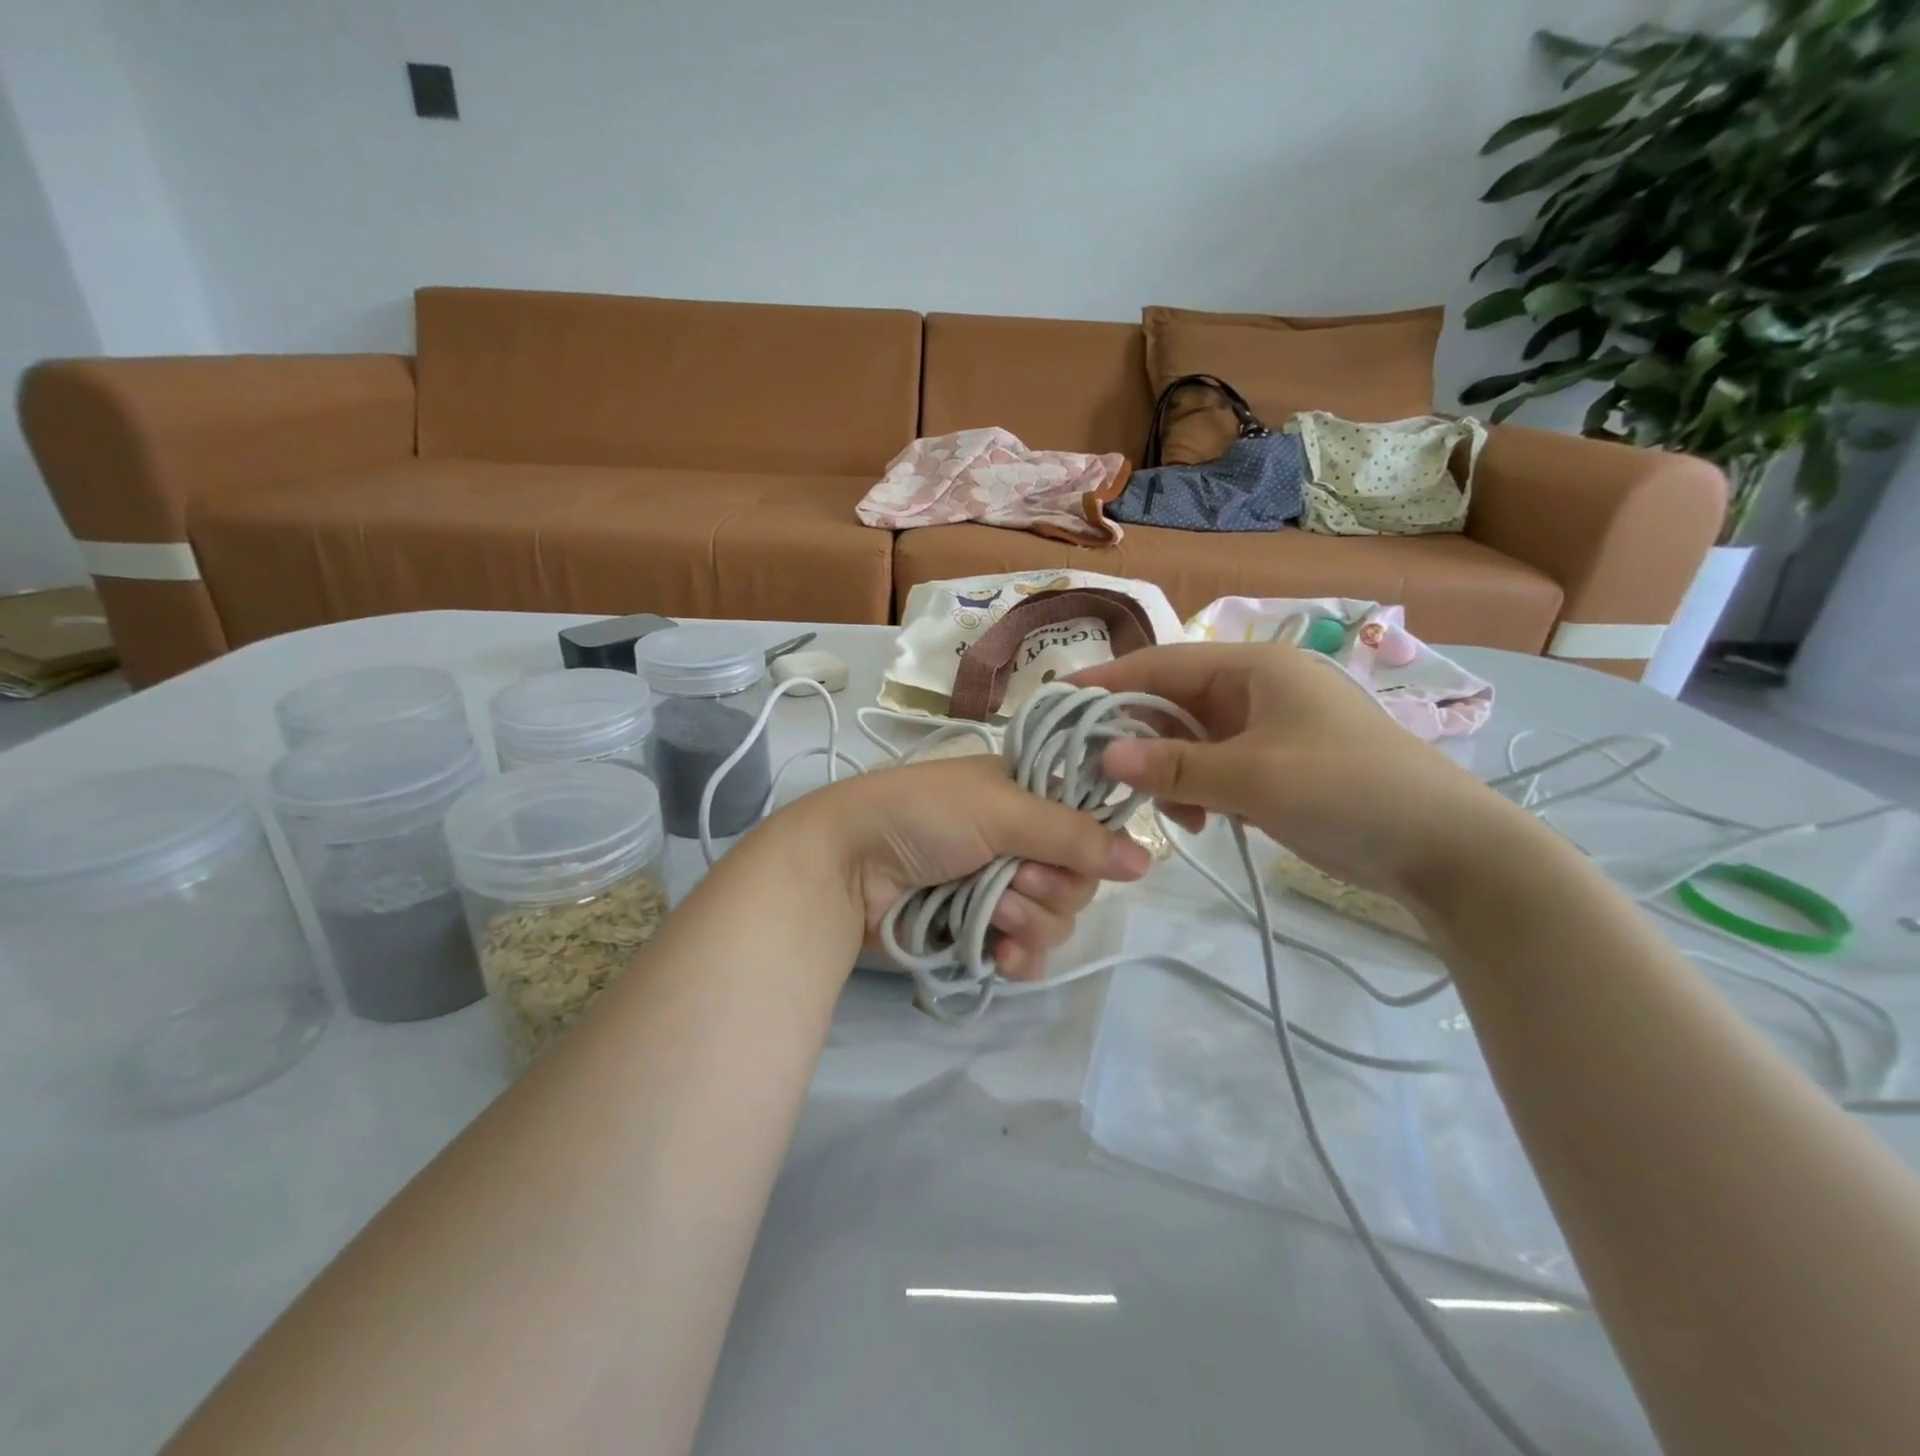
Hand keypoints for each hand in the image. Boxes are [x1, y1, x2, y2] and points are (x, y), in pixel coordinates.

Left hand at [778, 755, 1152, 979]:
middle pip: (1077, 880)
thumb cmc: (923, 816)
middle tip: (1015, 879)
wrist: (847, 865)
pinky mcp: (979, 931)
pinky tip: (999, 952)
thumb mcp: (1000, 809)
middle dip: (1050, 887)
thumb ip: (1072, 835)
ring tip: (991, 909)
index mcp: (1024, 797)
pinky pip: (1026, 953)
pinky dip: (1018, 955)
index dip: (1089, 846)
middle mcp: (1018, 842)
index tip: (1079, 856)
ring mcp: (998, 888)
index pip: (1088, 826)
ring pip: (1055, 920)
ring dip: (1028, 919)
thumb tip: (1146, 860)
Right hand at [1072, 643, 1531, 906]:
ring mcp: (1264, 728)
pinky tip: (1195, 821)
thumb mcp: (1254, 778)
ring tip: (1164, 810)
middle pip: (1171, 703)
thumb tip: (1103, 753)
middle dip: (1136, 738)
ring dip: (1167, 772)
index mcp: (1253, 667)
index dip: (1109, 682)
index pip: (1162, 664)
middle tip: (1098, 773)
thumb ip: (1175, 766)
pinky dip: (1195, 790)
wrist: (1442, 847)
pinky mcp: (1272, 765)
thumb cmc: (1347, 790)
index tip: (1059, 703)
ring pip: (1188, 740)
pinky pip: (1212, 767)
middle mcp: (1254, 688)